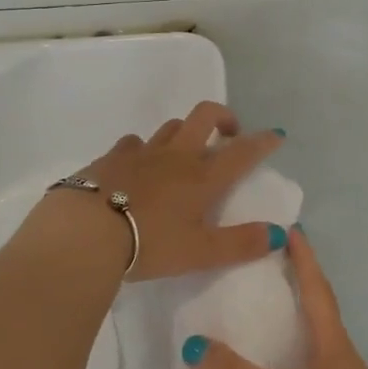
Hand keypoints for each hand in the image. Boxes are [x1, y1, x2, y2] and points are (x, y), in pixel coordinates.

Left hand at [28, 101, 288, 281]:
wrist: (86, 233)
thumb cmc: (149, 243)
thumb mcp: (201, 252)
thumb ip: (241, 244)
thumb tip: (281, 234)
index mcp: (202, 178)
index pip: (242, 152)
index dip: (262, 141)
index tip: (276, 134)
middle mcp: (176, 156)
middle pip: (205, 116)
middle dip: (223, 117)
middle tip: (229, 133)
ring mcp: (141, 153)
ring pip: (170, 127)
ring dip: (184, 132)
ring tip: (184, 152)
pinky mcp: (110, 158)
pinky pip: (132, 143)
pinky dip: (142, 149)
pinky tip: (137, 165)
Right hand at [182, 229, 367, 368]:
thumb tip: (193, 345)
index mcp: (332, 342)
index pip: (317, 288)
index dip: (304, 259)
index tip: (291, 230)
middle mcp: (339, 357)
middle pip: (316, 312)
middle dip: (295, 288)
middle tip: (263, 269)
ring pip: (310, 346)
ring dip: (289, 328)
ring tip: (256, 320)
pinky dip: (284, 367)